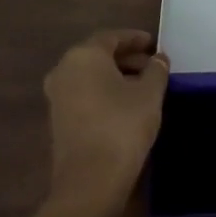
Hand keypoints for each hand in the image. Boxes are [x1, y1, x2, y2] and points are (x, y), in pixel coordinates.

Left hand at [43, 29, 169, 208]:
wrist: (91, 179)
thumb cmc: (123, 125)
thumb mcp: (150, 94)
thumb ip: (156, 70)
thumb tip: (158, 59)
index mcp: (84, 56)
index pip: (112, 37)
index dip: (135, 39)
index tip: (155, 44)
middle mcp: (64, 71)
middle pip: (98, 56)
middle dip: (127, 58)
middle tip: (153, 66)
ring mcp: (57, 97)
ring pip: (91, 77)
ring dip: (116, 76)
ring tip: (145, 86)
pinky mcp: (58, 120)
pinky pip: (85, 95)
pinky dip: (105, 93)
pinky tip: (127, 105)